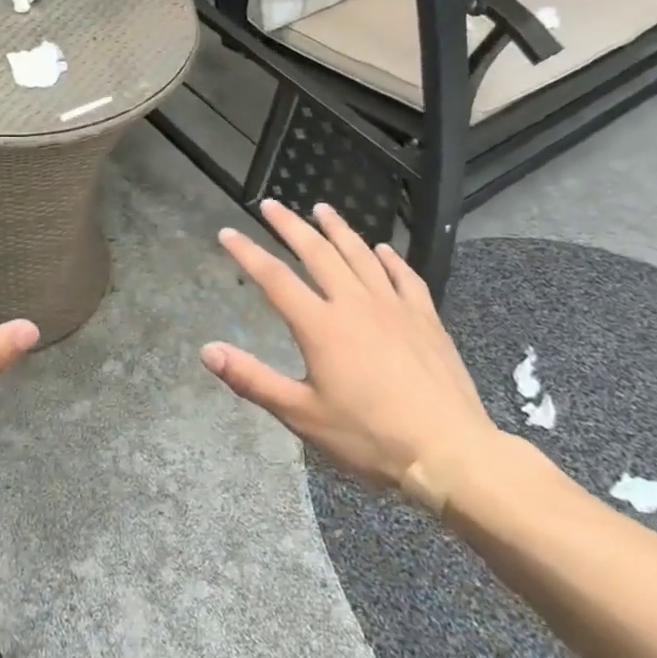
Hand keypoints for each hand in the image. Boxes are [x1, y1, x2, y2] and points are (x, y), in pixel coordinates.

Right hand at [201, 200, 500, 505]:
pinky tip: (382, 249)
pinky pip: (405, 276)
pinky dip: (389, 258)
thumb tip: (207, 350)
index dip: (247, 253)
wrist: (449, 452)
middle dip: (290, 225)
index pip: (274, 278)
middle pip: (317, 252)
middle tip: (272, 204)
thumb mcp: (301, 415)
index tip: (227, 233)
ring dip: (338, 229)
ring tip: (322, 209)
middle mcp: (354, 304)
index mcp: (320, 326)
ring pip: (360, 254)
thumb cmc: (368, 436)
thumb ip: (252, 379)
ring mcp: (394, 307)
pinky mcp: (426, 318)